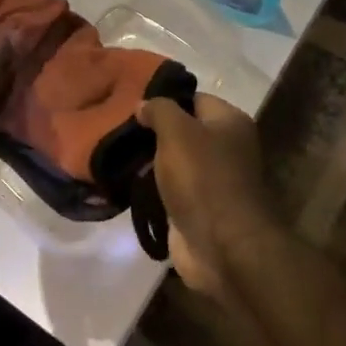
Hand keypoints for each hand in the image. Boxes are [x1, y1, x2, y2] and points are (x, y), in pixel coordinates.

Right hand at [136, 93, 275, 296]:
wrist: (221, 247)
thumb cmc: (203, 178)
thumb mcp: (177, 132)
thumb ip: (159, 110)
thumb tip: (144, 103)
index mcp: (230, 123)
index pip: (194, 99)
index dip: (165, 99)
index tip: (133, 103)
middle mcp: (227, 148)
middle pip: (184, 131)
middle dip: (153, 132)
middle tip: (119, 129)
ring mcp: (213, 181)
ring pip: (175, 163)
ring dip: (150, 162)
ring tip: (115, 154)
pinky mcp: (199, 210)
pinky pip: (171, 191)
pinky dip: (153, 189)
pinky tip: (126, 183)